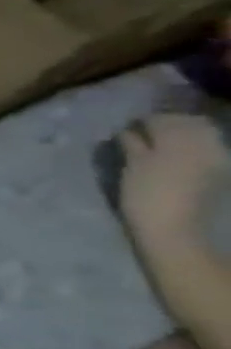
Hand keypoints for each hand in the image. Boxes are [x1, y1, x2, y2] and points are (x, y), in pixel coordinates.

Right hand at [120, 114, 228, 249]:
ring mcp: (216, 157)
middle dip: (166, 124)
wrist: (175, 228)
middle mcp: (203, 144)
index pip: (161, 120)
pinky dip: (192, 145)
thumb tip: (127, 131)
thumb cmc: (144, 197)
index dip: (142, 121)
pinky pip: (208, 147)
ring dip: (181, 133)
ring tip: (160, 142)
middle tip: (143, 132)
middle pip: (187, 123)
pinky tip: (178, 153)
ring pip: (201, 133)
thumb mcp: (132, 169)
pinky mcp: (220, 169)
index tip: (127, 127)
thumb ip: (132, 145)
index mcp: (178, 142)